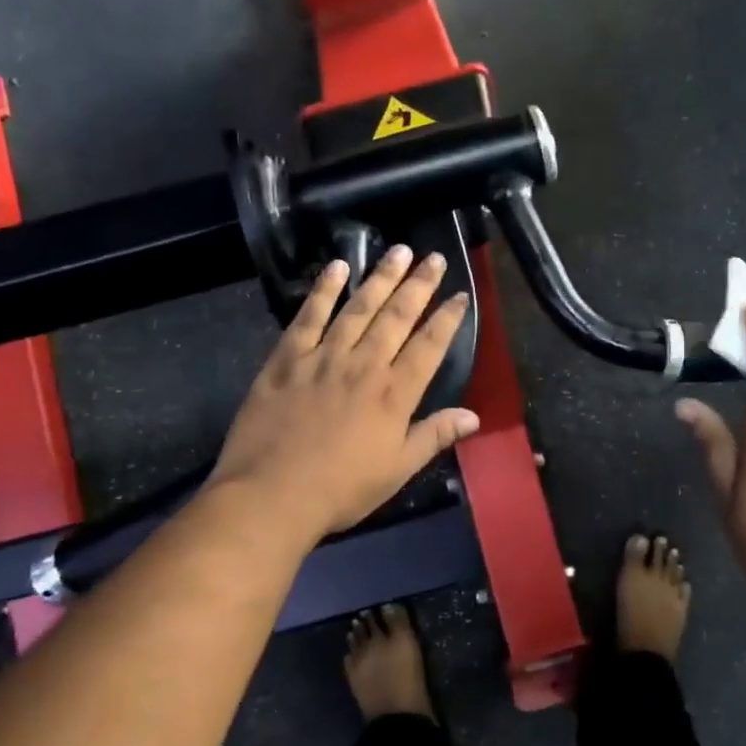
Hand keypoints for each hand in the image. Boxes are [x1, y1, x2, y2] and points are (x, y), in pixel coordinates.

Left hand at [209, 247, 477, 539]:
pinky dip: (324, 290)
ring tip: (398, 251)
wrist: (271, 494)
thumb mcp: (397, 470)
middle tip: (434, 257)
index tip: (461, 295)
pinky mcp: (287, 358)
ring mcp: (324, 357)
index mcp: (394, 394)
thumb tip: (473, 416)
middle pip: (398, 316)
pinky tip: (337, 268)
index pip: (429, 346)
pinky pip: (309, 316)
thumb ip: (434, 436)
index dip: (448, 318)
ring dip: (381, 277)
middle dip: (419, 285)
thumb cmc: (341, 489)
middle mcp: (364, 365)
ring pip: (358, 308)